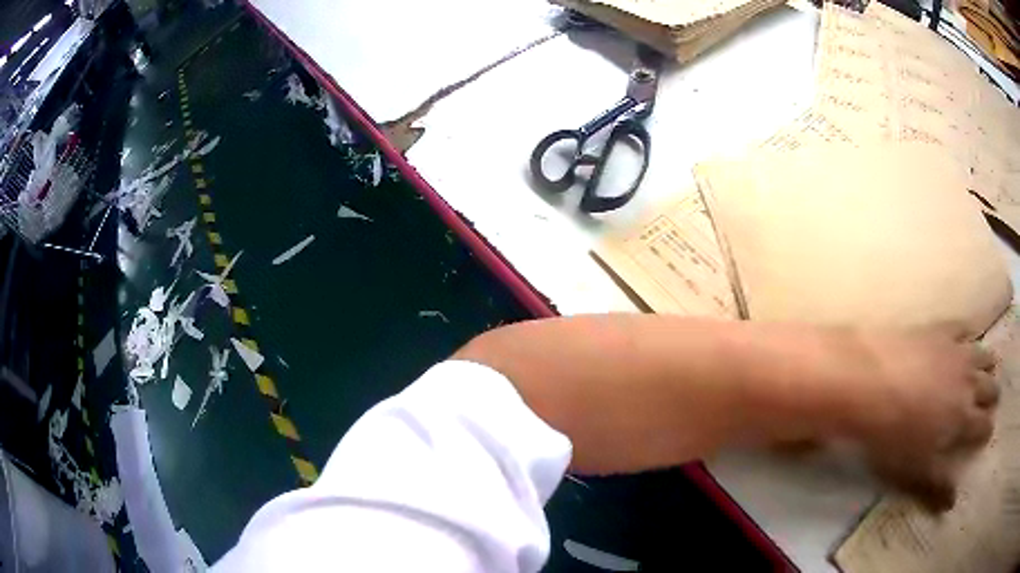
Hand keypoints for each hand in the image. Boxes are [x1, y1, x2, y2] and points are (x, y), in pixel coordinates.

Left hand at [829, 325, 998, 511]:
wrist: (870, 384)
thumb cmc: (893, 436)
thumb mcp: (914, 472)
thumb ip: (936, 487)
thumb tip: (951, 504)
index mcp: (963, 419)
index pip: (983, 425)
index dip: (987, 429)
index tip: (988, 432)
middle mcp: (968, 382)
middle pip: (989, 387)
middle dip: (992, 395)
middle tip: (993, 398)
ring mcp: (957, 351)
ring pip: (983, 355)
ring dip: (988, 364)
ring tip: (989, 368)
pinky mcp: (942, 329)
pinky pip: (964, 327)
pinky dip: (970, 333)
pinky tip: (969, 335)